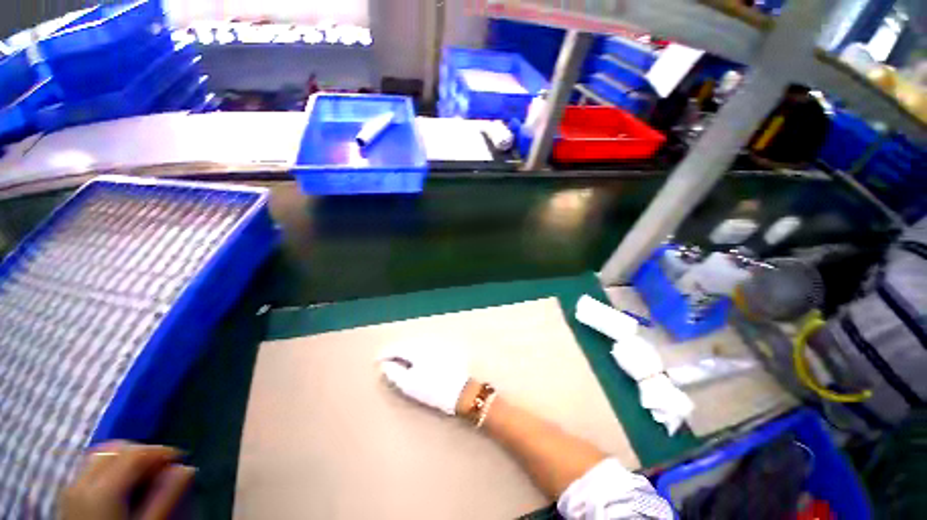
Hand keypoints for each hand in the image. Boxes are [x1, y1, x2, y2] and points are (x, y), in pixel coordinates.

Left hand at [59, 441, 194, 519]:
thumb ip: (165, 498)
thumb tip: (187, 469)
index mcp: (103, 488)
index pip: (135, 452)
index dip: (161, 451)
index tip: (180, 459)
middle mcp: (83, 480)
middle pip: (114, 448)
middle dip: (141, 451)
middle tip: (161, 466)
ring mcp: (71, 486)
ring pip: (100, 455)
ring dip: (125, 457)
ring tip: (142, 473)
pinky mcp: (68, 495)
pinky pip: (90, 467)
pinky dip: (110, 466)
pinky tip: (120, 483)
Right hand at [379, 342, 470, 414]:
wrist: (461, 391)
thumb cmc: (433, 389)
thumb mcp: (409, 384)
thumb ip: (394, 372)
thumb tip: (385, 364)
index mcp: (417, 348)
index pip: (396, 347)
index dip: (384, 354)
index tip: (376, 362)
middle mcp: (426, 342)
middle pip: (406, 344)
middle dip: (395, 352)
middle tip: (387, 362)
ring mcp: (437, 344)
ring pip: (416, 344)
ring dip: (406, 351)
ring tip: (399, 362)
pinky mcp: (444, 348)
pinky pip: (425, 347)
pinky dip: (417, 352)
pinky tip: (416, 361)